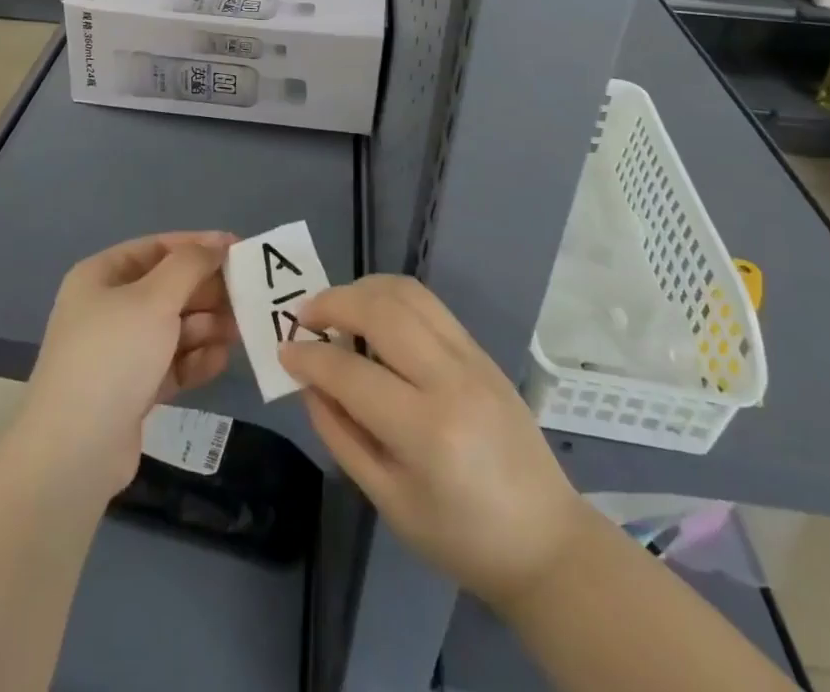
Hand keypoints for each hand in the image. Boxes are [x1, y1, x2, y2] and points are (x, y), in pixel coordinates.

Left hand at [23, 232, 239, 496]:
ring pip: (173, 327)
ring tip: (240, 331)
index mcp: (102, 276)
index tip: (239, 249)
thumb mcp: (154, 298)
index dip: (198, 246)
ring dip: (207, 326)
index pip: (157, 247)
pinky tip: (220, 361)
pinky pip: (171, 363)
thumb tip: (217, 243)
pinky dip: (195, 359)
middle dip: (206, 292)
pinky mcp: (132, 389)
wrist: (74, 451)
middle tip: (247, 296)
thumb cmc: (114, 355)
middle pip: (167, 288)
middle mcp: (108, 308)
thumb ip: (190, 265)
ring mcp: (119, 351)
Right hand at [280, 276, 589, 612]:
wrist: (545, 540)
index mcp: (425, 431)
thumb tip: (308, 384)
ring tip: (336, 308)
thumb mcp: (389, 501)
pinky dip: (391, 296)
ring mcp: (471, 357)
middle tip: (304, 316)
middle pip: (381, 310)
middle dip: (333, 303)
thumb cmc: (460, 537)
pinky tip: (373, 315)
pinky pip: (428, 304)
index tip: (284, 352)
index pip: (350, 373)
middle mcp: (450, 379)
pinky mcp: (480, 349)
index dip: (309, 358)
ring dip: (362, 289)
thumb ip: (342, 436)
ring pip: (406, 293)